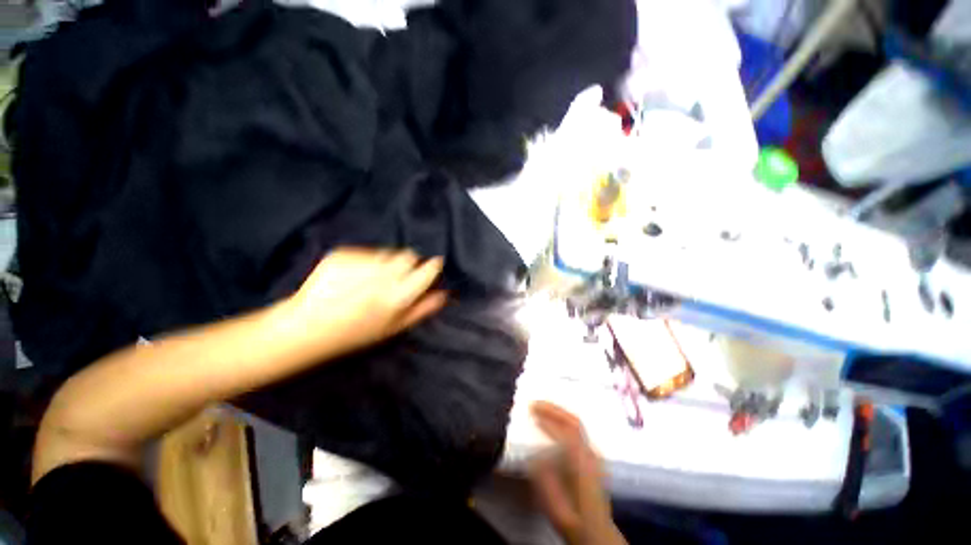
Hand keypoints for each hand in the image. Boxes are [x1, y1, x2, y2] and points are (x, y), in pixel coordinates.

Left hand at [277, 248, 446, 358]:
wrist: (306, 328)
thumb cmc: (356, 333)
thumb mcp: (394, 328)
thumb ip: (422, 309)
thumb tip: (444, 294)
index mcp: (397, 297)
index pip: (426, 270)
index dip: (432, 266)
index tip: (433, 265)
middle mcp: (381, 277)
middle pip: (408, 255)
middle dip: (409, 263)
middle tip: (399, 276)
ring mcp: (359, 264)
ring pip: (387, 252)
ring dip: (387, 262)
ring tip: (373, 279)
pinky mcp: (340, 254)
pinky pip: (365, 252)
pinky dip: (366, 261)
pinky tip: (354, 277)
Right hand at [529, 402, 626, 544]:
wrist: (596, 532)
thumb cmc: (572, 518)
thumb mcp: (554, 504)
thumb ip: (544, 479)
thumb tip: (534, 454)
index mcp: (583, 467)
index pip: (566, 435)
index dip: (549, 422)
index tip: (533, 415)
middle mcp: (590, 455)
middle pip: (574, 423)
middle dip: (554, 410)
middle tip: (535, 404)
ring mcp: (593, 454)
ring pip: (577, 424)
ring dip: (558, 412)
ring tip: (541, 407)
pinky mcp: (592, 455)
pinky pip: (577, 430)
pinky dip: (563, 420)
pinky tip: (553, 421)